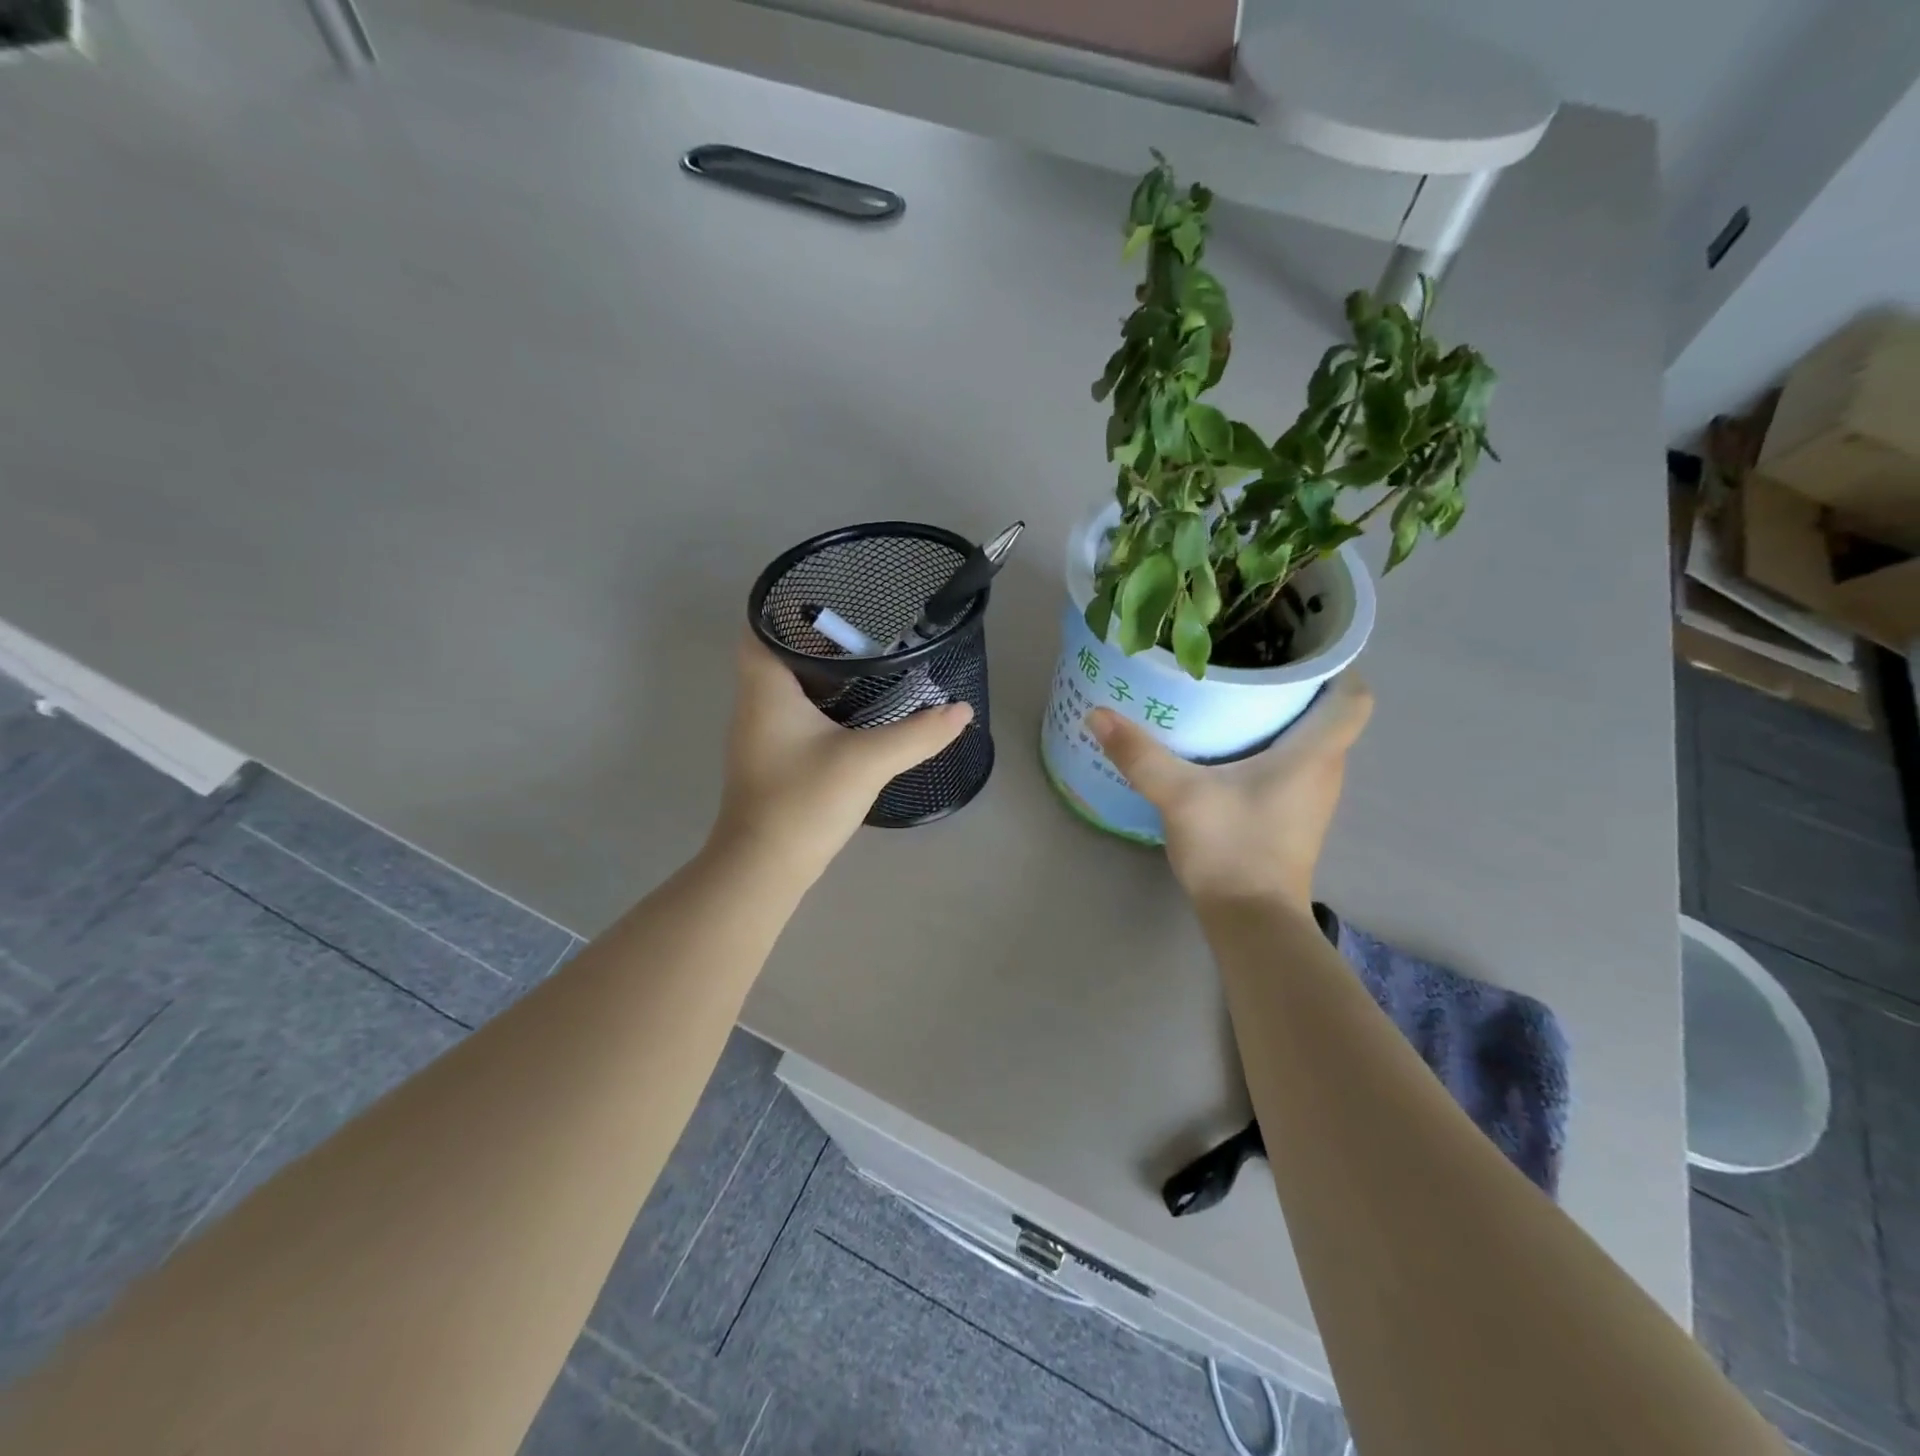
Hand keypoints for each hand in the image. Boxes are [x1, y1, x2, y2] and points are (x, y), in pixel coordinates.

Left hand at [710, 634, 971, 880]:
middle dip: (816, 640)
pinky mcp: (771, 759)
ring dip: (819, 673)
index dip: (786, 608)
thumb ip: (918, 734)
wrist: (765, 868)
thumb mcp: (868, 762)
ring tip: (866, 663)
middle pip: (776, 653)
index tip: (831, 602)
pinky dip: (819, 704)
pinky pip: (792, 714)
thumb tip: (963, 711)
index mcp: (765, 689)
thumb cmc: (804, 802)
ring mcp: (759, 734)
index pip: (759, 626)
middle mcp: (753, 704)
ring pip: (786, 686)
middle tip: (865, 631)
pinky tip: (853, 712)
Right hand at [1088, 674, 1372, 910]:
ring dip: (1284, 714)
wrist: (1252, 920)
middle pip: (1328, 712)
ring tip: (1237, 690)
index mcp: (1314, 753)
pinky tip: (1230, 743)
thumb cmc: (1232, 848)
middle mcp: (1324, 769)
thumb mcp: (1179, 795)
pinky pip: (1294, 763)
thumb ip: (1140, 754)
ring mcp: (1311, 796)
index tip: (1297, 641)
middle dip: (1298, 681)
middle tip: (1251, 656)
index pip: (1353, 695)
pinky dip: (1272, 744)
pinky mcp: (1294, 815)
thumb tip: (1097, 714)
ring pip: (1310, 739)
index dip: (1336, 664)